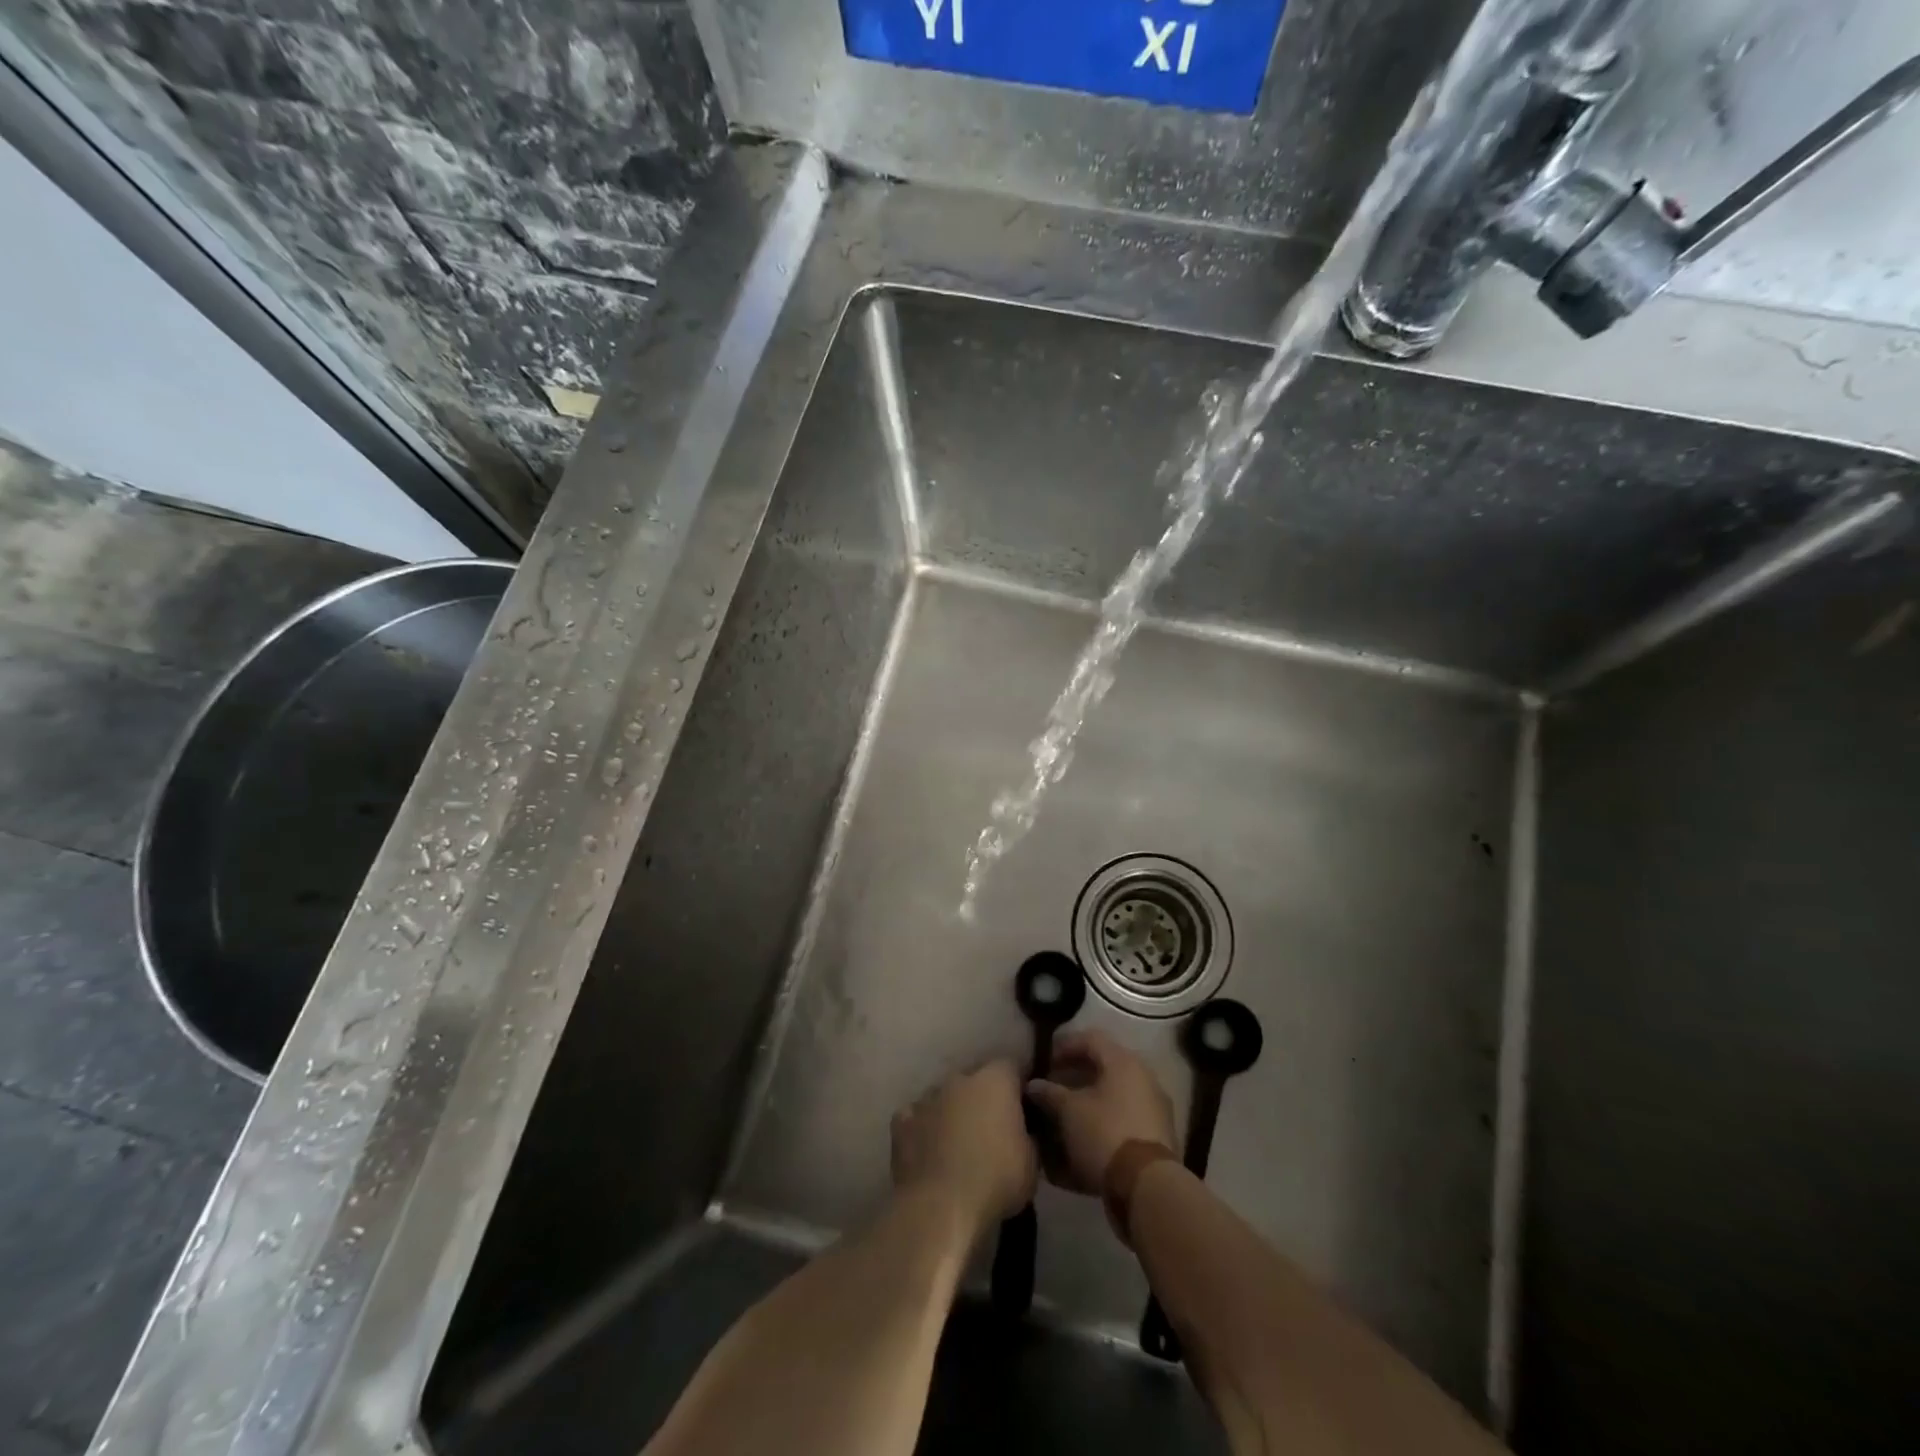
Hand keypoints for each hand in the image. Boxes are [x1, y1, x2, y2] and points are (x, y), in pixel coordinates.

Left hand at [891, 1060, 1037, 1236]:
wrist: (941, 1207)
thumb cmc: (996, 1179)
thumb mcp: (1032, 1161)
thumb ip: (1028, 1134)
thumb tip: (1024, 1130)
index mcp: (995, 1081)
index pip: (1011, 1066)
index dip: (1017, 1084)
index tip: (1022, 1107)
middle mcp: (959, 1079)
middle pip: (974, 1078)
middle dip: (982, 1097)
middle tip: (990, 1128)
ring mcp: (927, 1097)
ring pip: (943, 1096)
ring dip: (951, 1111)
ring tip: (957, 1142)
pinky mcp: (902, 1121)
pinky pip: (915, 1117)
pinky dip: (922, 1128)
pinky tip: (927, 1149)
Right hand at [1025, 1030, 1176, 1194]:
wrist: (1148, 1187)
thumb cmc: (1105, 1134)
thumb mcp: (1069, 1112)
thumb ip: (1050, 1093)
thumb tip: (1034, 1085)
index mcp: (1124, 1062)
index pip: (1090, 1039)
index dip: (1065, 1046)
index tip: (1045, 1062)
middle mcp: (1143, 1078)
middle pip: (1104, 1067)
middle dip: (1076, 1076)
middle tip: (1053, 1087)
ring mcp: (1154, 1108)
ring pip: (1114, 1096)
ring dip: (1089, 1102)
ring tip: (1065, 1117)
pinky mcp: (1157, 1136)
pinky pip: (1124, 1120)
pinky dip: (1103, 1123)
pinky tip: (1084, 1140)